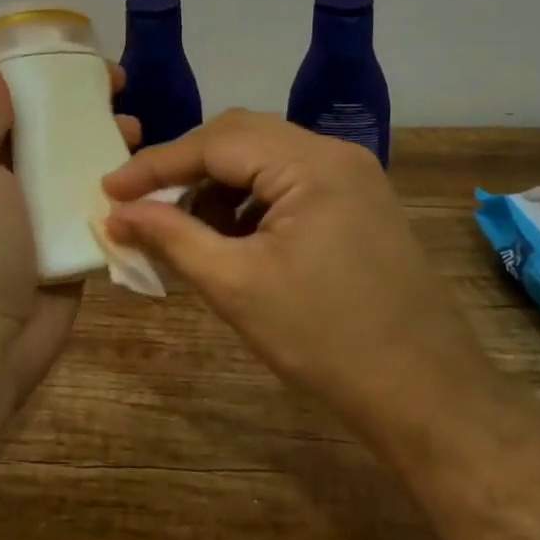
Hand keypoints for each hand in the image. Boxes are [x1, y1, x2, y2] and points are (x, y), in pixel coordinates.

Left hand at [0, 56, 137, 405]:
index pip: (13, 101)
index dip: (47, 77)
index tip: (85, 65)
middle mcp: (6, 179)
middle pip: (52, 130)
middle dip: (86, 108)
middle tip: (123, 94)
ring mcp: (40, 213)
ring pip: (78, 165)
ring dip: (107, 143)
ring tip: (136, 132)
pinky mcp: (71, 243)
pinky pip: (96, 205)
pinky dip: (120, 188)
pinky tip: (150, 175)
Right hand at [101, 111, 489, 439]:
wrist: (431, 401)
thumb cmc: (327, 342)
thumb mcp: (236, 287)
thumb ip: (171, 237)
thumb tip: (116, 212)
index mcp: (310, 163)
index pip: (214, 142)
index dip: (155, 165)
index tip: (108, 189)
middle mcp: (334, 154)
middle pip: (238, 138)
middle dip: (184, 169)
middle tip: (139, 202)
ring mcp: (353, 177)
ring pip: (262, 158)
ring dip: (215, 185)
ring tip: (182, 227)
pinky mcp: (358, 204)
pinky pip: (287, 182)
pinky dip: (247, 201)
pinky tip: (229, 237)